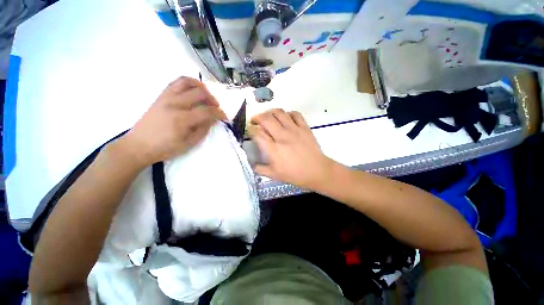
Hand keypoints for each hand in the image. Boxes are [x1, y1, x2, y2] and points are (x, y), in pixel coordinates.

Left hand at [120, 76, 226, 167]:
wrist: (138, 145)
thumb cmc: (165, 148)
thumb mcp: (189, 143)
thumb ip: (203, 130)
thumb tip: (212, 119)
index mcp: (182, 119)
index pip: (207, 111)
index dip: (219, 113)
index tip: (224, 117)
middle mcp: (174, 104)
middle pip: (200, 93)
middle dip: (213, 100)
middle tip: (216, 108)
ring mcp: (166, 97)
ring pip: (187, 82)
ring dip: (201, 87)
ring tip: (206, 95)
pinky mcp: (161, 96)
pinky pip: (176, 82)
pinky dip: (188, 83)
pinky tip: (193, 91)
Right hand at [250, 109, 334, 189]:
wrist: (317, 171)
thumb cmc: (295, 174)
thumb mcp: (274, 175)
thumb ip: (260, 169)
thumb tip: (250, 163)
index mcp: (274, 149)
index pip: (257, 133)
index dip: (250, 129)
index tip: (250, 130)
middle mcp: (282, 136)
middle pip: (266, 119)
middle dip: (257, 117)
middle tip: (255, 121)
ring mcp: (294, 130)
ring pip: (279, 113)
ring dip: (270, 113)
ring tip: (269, 118)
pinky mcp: (304, 127)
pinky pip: (295, 114)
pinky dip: (288, 114)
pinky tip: (286, 119)